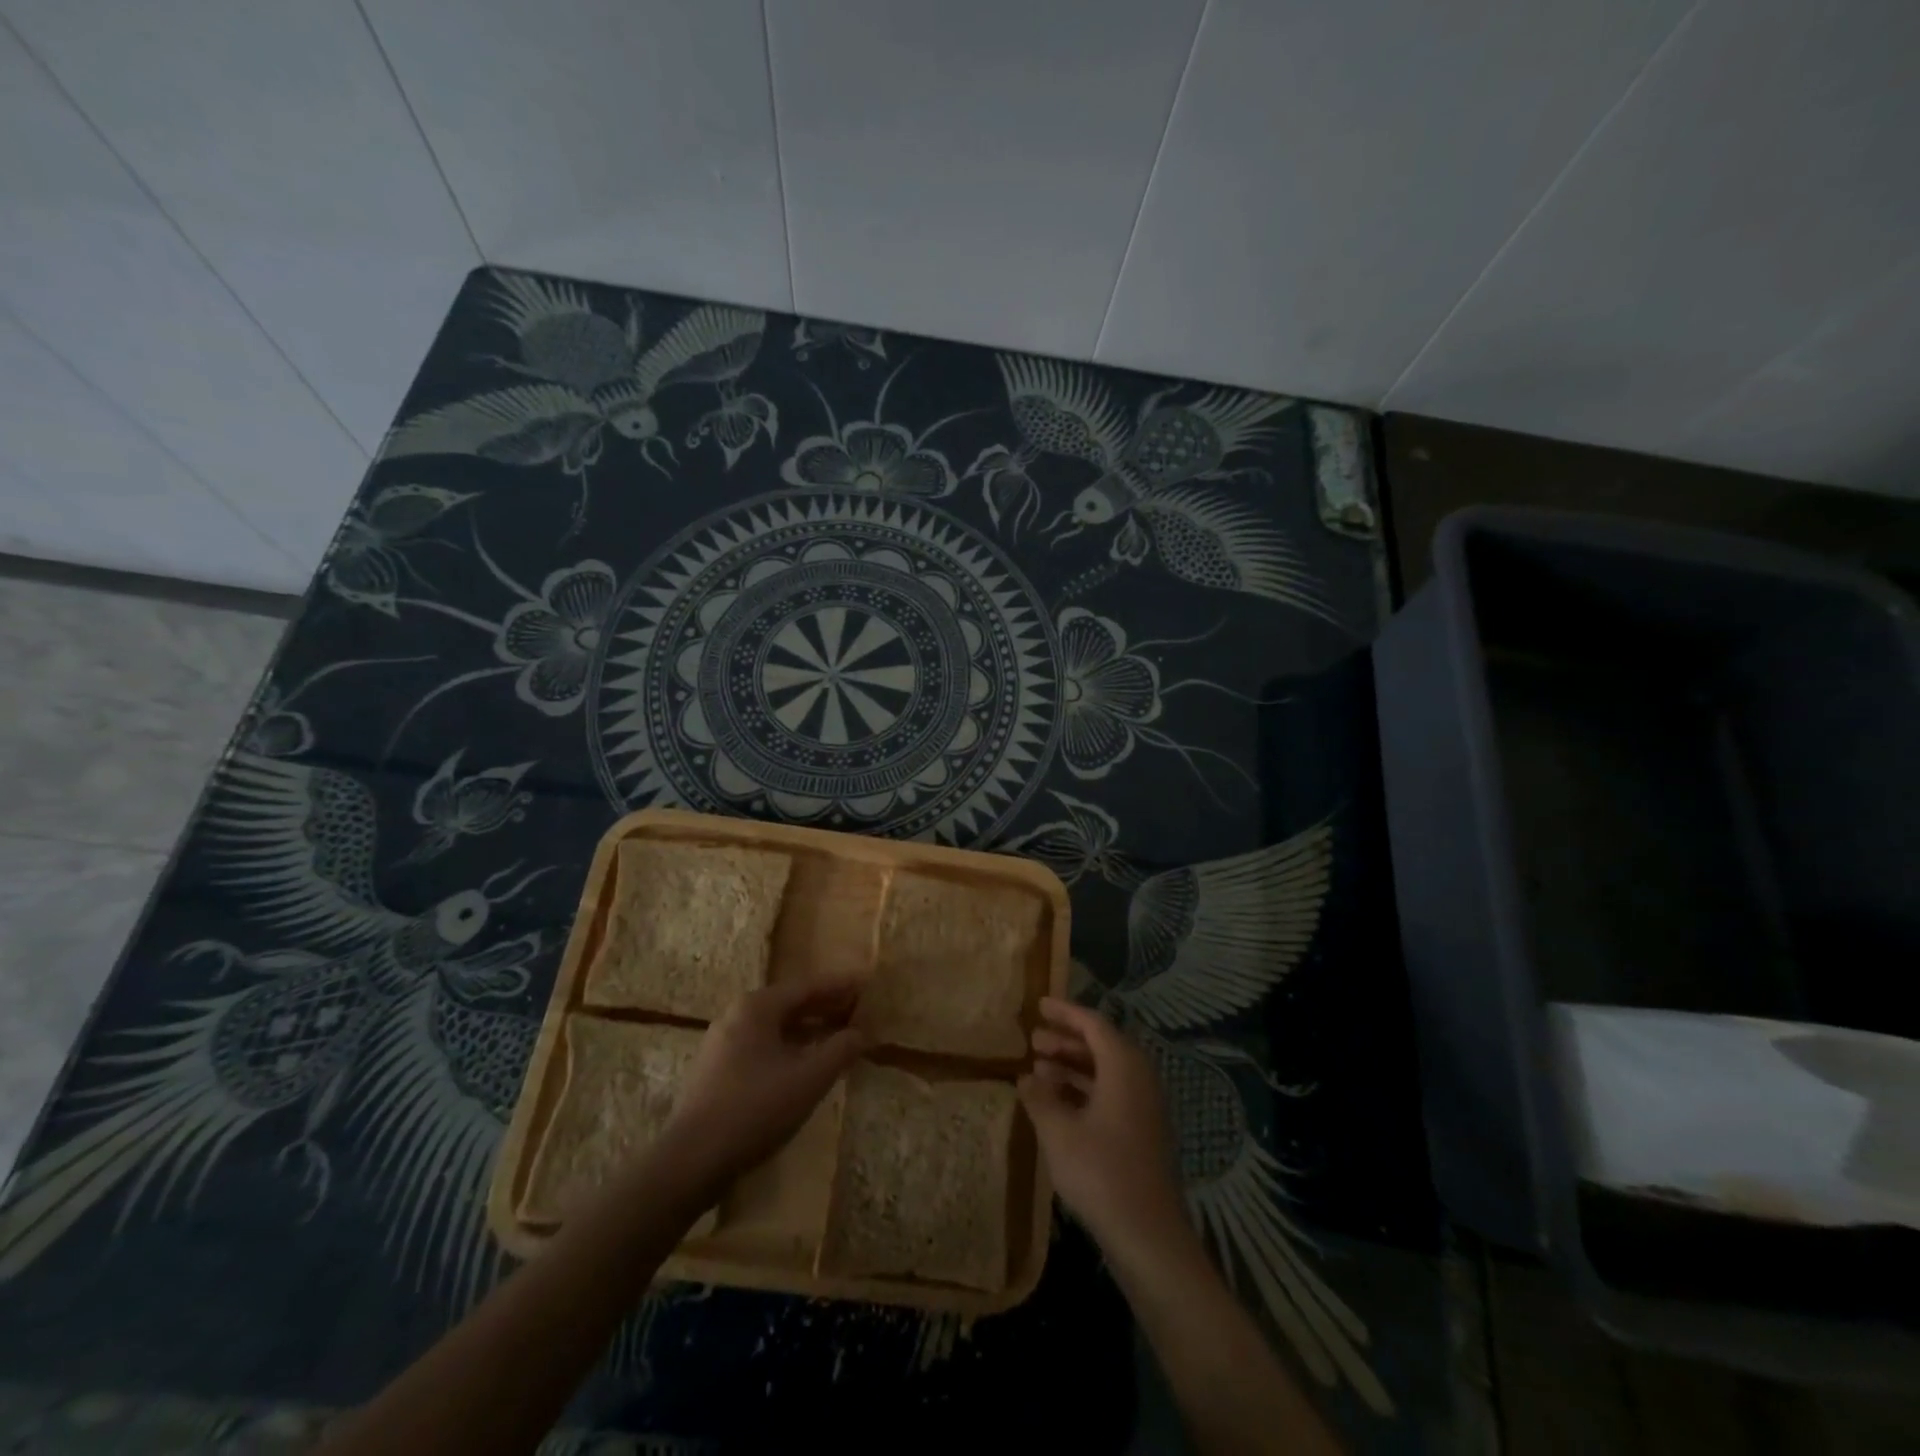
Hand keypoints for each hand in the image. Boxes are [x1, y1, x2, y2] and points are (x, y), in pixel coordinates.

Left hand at [661, 977, 867, 1194]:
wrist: (691, 1161)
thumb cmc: (755, 1110)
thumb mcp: (809, 1079)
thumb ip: (840, 1050)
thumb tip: (863, 1033)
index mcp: (757, 1006)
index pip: (808, 986)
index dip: (841, 986)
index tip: (867, 984)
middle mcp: (737, 1015)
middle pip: (791, 1003)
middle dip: (826, 1007)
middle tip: (859, 1011)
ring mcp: (723, 1043)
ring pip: (776, 1027)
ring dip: (809, 1030)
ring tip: (839, 1038)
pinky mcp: (717, 1070)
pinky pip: (763, 1046)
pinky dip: (790, 1048)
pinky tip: (806, 1065)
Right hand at [1020, 997, 1190, 1260]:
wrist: (1148, 1236)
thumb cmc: (1101, 1173)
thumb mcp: (1058, 1132)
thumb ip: (1040, 1098)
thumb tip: (1026, 1078)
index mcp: (1124, 1067)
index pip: (1093, 1024)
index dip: (1065, 1013)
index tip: (1039, 1005)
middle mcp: (1139, 1079)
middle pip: (1101, 1046)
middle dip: (1066, 1041)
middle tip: (1033, 1040)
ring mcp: (1144, 1108)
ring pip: (1105, 1072)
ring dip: (1072, 1067)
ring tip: (1038, 1070)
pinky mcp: (1142, 1133)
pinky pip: (1110, 1094)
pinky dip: (1084, 1090)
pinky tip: (1057, 1105)